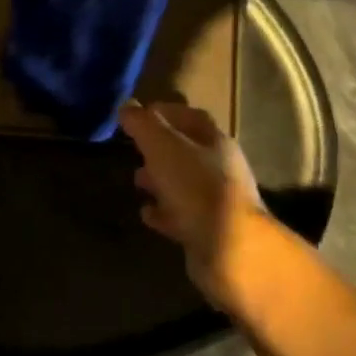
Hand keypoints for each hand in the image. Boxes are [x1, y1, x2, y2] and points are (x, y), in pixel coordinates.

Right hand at [119, 101, 266, 311]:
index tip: (137, 114)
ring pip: (182, 183)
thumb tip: (127, 107)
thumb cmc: (196, 187)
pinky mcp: (207, 230)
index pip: (191, 116)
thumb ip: (143, 125)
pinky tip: (146, 213)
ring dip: (159, 180)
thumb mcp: (163, 147)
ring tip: (136, 181)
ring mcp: (215, 201)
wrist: (228, 249)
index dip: (164, 112)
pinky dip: (162, 211)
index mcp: (215, 142)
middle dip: (158, 148)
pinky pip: (180, 215)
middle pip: (187, 151)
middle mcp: (220, 168)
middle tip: (132, 149)